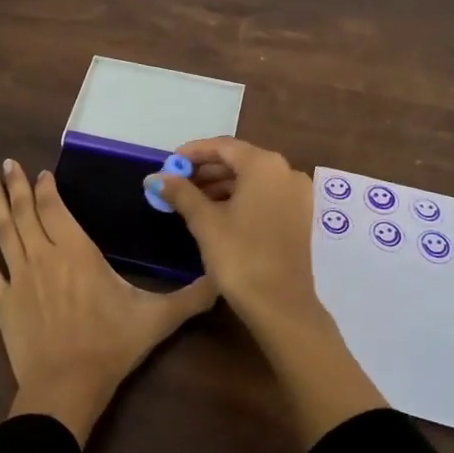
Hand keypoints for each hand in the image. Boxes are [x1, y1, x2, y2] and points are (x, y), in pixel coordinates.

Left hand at [0, 158, 217, 446]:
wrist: (66, 386)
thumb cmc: (111, 345)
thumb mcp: (157, 319)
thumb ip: (191, 296)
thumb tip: (223, 279)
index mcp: (77, 251)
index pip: (56, 209)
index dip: (46, 189)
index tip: (39, 173)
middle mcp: (44, 254)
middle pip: (26, 212)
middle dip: (16, 186)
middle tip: (7, 164)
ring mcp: (19, 276)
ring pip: (5, 231)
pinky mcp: (1, 300)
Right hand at [150, 138, 387, 446]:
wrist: (281, 306)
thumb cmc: (240, 256)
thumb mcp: (205, 222)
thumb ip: (180, 193)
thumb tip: (155, 177)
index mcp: (264, 165)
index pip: (223, 146)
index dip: (192, 152)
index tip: (168, 163)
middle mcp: (286, 171)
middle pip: (239, 160)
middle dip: (205, 170)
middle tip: (176, 183)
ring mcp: (296, 194)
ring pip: (251, 179)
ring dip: (220, 185)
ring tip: (189, 199)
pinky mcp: (298, 215)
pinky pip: (264, 194)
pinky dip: (239, 197)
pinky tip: (215, 212)